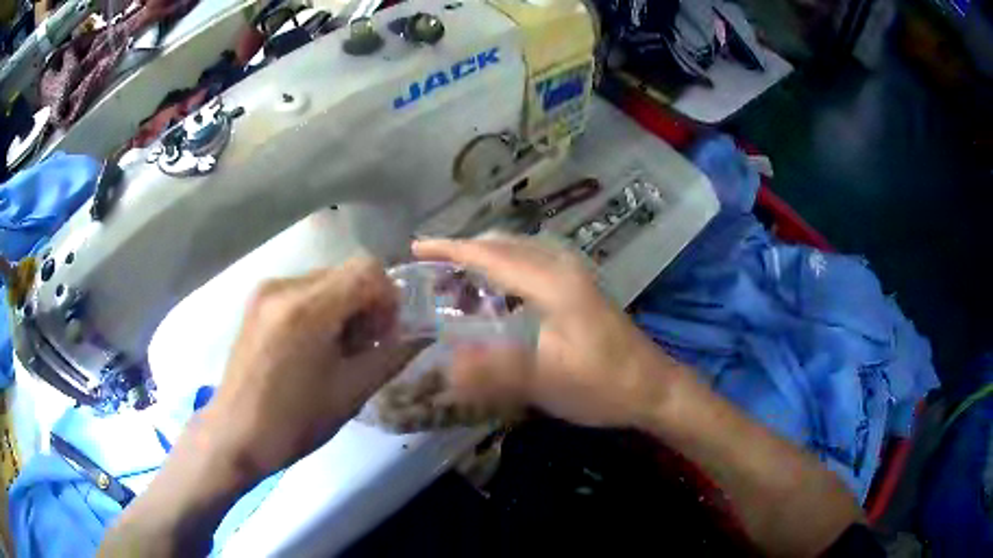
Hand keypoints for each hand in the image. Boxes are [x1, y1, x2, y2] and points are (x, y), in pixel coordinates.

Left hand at [201, 257, 420, 476]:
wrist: (236, 435)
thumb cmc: (294, 422)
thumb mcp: (351, 393)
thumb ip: (391, 355)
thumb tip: (420, 334)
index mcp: (308, 309)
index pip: (367, 269)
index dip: (388, 297)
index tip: (385, 334)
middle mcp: (285, 286)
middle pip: (346, 272)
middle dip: (366, 304)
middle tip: (364, 347)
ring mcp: (266, 291)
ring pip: (325, 280)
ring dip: (343, 307)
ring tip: (336, 350)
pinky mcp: (257, 302)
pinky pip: (303, 290)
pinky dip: (320, 309)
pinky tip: (312, 347)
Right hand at [413, 235, 683, 427]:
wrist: (653, 388)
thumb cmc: (604, 384)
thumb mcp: (549, 381)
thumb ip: (497, 371)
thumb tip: (445, 367)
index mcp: (553, 281)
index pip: (491, 254)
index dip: (450, 248)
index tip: (415, 247)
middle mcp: (562, 267)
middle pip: (504, 245)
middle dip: (464, 251)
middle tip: (429, 271)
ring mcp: (574, 276)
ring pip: (518, 253)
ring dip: (484, 261)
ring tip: (454, 282)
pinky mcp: (578, 290)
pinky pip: (530, 267)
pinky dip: (503, 272)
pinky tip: (495, 297)